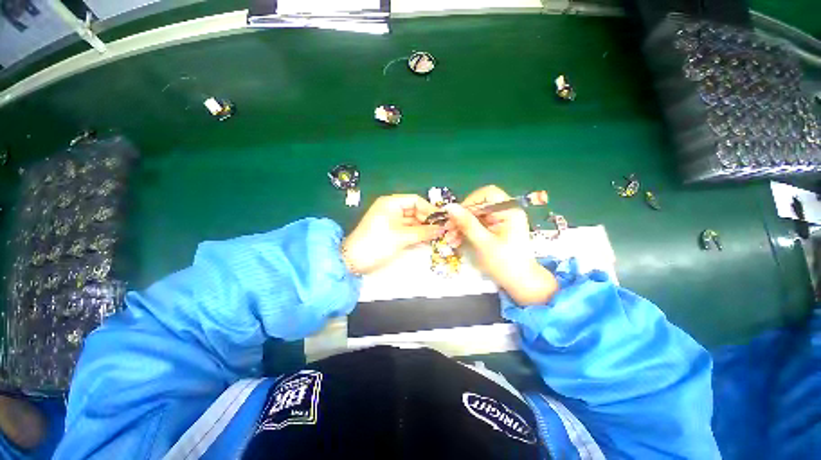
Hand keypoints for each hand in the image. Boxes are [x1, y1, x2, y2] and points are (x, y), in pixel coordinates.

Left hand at [343, 194, 443, 274]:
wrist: (354, 261)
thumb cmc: (377, 243)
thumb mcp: (401, 236)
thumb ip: (423, 232)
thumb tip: (442, 228)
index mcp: (391, 203)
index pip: (415, 201)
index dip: (430, 209)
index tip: (443, 219)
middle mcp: (392, 210)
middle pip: (416, 211)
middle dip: (429, 220)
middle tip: (444, 230)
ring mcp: (392, 222)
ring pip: (414, 222)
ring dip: (425, 229)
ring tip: (439, 236)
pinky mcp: (393, 233)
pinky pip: (409, 230)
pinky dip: (418, 235)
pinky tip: (429, 239)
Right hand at [443, 185, 557, 305]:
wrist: (519, 283)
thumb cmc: (505, 263)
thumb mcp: (483, 243)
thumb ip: (466, 223)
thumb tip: (449, 207)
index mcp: (509, 211)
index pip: (487, 194)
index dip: (470, 202)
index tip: (456, 216)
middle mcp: (505, 211)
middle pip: (478, 205)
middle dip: (461, 217)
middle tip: (447, 230)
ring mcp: (499, 220)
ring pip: (474, 215)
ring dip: (460, 226)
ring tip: (450, 239)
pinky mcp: (494, 228)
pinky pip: (475, 224)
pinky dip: (465, 231)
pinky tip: (456, 240)